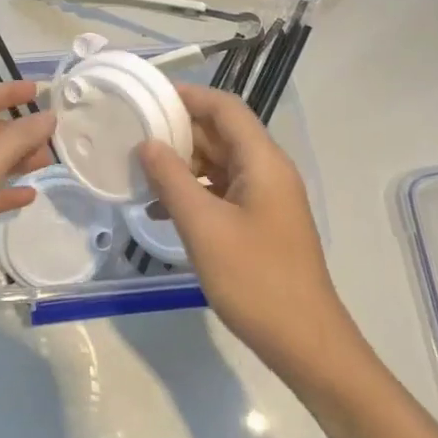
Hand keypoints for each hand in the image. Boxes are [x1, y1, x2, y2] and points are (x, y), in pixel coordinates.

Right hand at [137, 84, 363, 385]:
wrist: (304, 342)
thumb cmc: (254, 278)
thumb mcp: (203, 226)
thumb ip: (172, 180)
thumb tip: (147, 144)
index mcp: (262, 162)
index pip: (225, 108)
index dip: (188, 96)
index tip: (147, 97)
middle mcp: (267, 172)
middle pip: (221, 134)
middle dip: (178, 131)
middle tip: (133, 134)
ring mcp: (265, 199)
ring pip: (218, 164)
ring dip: (181, 165)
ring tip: (139, 171)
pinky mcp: (260, 224)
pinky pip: (221, 192)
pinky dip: (192, 193)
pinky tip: (159, 211)